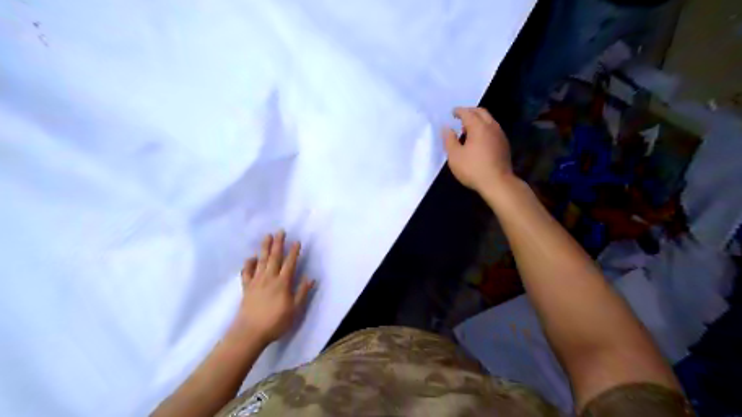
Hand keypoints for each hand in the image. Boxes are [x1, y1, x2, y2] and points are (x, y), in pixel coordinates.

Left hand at [230, 231, 311, 344]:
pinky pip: (247, 272)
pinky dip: (248, 264)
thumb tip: (310, 278)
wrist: (249, 333)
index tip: (297, 241)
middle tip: (280, 231)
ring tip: (267, 236)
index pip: (290, 263)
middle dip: (278, 243)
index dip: (294, 252)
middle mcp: (269, 278)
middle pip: (274, 257)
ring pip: (261, 261)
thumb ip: (302, 292)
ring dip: (264, 248)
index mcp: (283, 283)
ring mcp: (256, 282)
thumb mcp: (295, 310)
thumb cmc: (275, 322)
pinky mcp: (246, 288)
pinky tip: (251, 258)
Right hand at [442, 106, 513, 193]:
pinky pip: (493, 129)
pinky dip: (484, 128)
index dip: (459, 111)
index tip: (452, 112)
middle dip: (470, 111)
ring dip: (478, 120)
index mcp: (478, 127)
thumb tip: (447, 128)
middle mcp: (491, 127)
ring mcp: (500, 135)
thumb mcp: (455, 156)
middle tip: (461, 116)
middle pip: (481, 112)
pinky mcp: (504, 145)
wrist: (497, 182)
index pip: (468, 113)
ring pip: (489, 120)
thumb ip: (449, 140)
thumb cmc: (473, 168)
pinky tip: (479, 139)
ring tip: (468, 129)